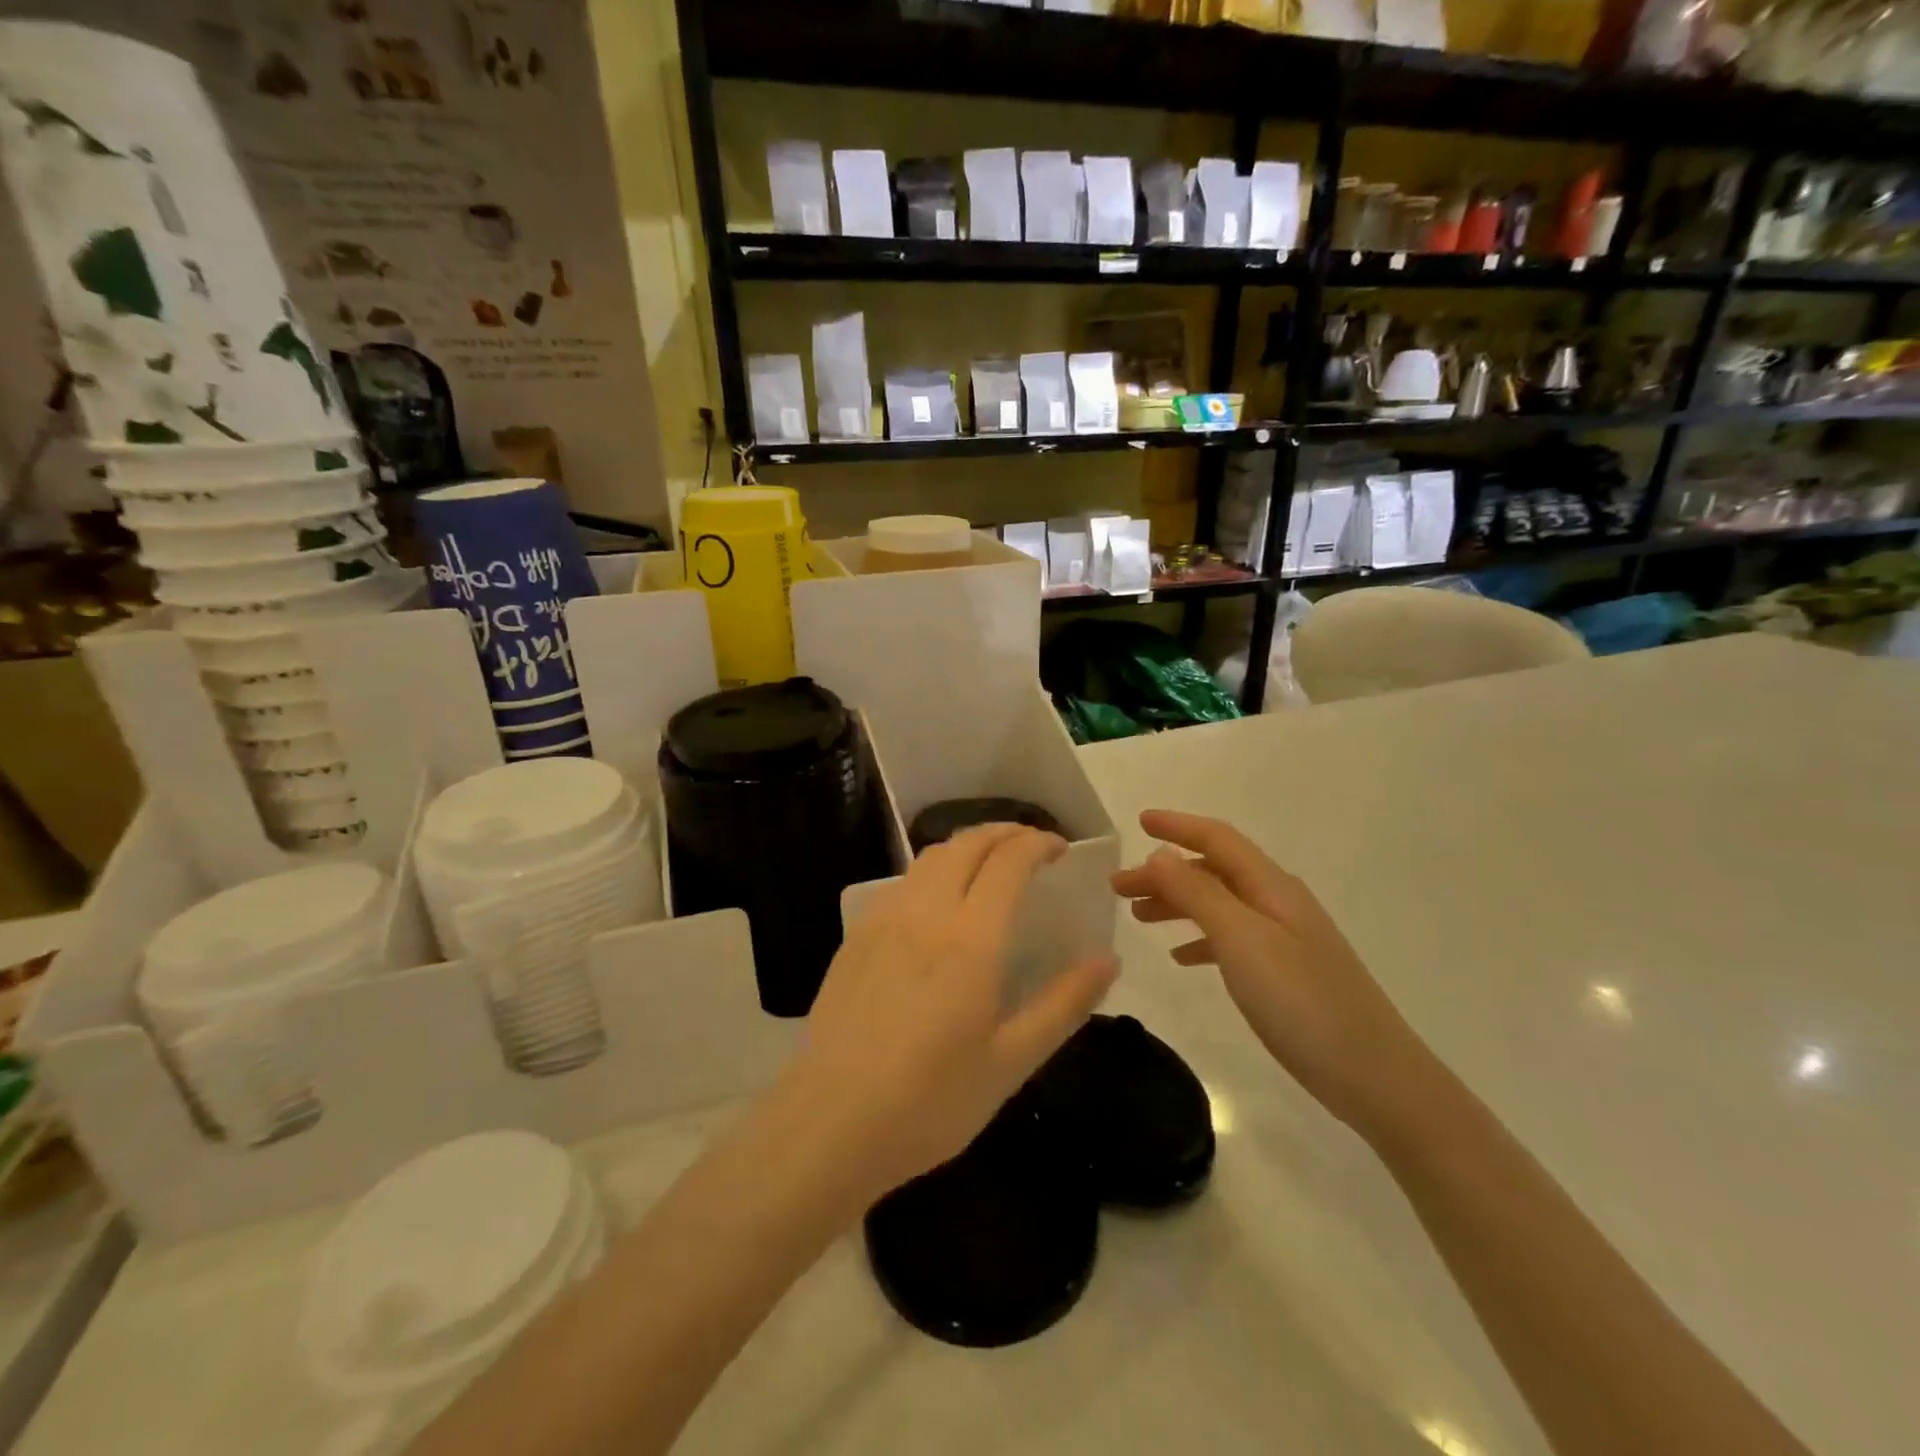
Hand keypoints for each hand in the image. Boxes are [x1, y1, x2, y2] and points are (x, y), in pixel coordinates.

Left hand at [783, 824, 1118, 1200]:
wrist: (831, 1122)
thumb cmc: (931, 1100)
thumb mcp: (1011, 1061)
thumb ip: (1063, 1004)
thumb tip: (1108, 959)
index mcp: (970, 938)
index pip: (1008, 861)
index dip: (1037, 843)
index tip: (1059, 850)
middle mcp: (925, 912)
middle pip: (967, 844)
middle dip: (1004, 833)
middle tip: (1030, 847)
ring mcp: (884, 920)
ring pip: (930, 857)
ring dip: (967, 847)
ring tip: (989, 866)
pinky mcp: (856, 936)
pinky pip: (902, 882)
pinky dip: (933, 871)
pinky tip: (937, 903)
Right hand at [1112, 810, 1434, 1137]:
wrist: (1374, 1076)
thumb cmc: (1302, 1001)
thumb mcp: (1241, 939)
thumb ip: (1197, 893)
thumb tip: (1160, 854)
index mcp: (1271, 886)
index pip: (1218, 839)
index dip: (1178, 826)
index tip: (1139, 822)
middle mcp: (1278, 903)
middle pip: (1212, 872)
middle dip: (1164, 873)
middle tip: (1118, 887)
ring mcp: (1285, 939)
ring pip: (1219, 905)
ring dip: (1177, 904)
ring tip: (1137, 917)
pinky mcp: (1285, 973)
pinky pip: (1231, 939)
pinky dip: (1200, 938)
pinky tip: (1180, 957)